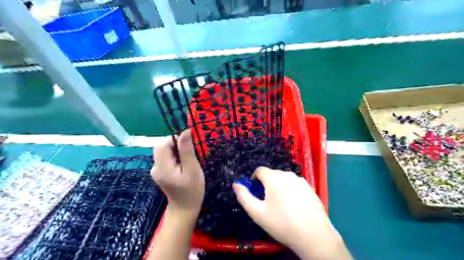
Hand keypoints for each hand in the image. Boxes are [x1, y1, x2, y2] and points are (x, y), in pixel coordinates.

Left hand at [153, 130, 204, 216]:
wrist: (185, 209)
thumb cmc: (192, 189)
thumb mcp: (192, 168)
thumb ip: (187, 150)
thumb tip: (186, 131)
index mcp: (162, 166)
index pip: (163, 143)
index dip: (176, 140)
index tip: (188, 148)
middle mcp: (155, 167)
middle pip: (162, 146)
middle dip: (176, 146)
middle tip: (189, 157)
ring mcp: (156, 170)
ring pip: (164, 151)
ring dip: (176, 152)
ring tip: (187, 163)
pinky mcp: (160, 172)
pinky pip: (166, 158)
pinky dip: (174, 158)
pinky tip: (182, 167)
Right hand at [235, 168, 349, 258]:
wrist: (313, 235)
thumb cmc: (282, 223)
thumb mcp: (257, 213)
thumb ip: (244, 197)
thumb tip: (235, 184)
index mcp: (274, 178)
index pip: (260, 170)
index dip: (254, 179)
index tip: (255, 191)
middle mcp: (287, 174)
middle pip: (272, 174)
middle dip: (266, 183)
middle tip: (267, 201)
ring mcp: (301, 180)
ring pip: (284, 179)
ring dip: (279, 186)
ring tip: (281, 204)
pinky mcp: (310, 188)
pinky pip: (295, 184)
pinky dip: (291, 190)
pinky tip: (294, 206)